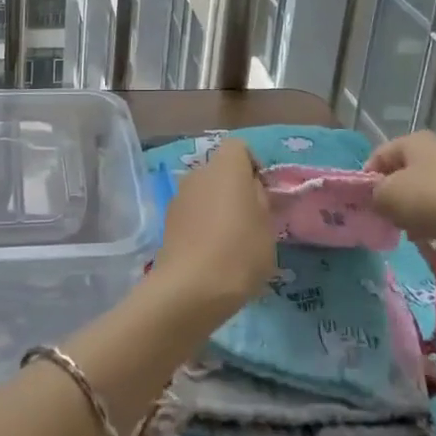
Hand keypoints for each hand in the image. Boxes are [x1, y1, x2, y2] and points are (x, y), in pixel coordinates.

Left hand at [152, 139, 274, 319]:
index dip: (252, 165)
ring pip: (205, 193)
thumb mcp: (267, 226)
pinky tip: (212, 254)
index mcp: (226, 166)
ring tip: (231, 242)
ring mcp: (179, 196)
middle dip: (235, 188)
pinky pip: (192, 213)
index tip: (263, 193)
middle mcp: (198, 173)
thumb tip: (251, 189)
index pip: (239, 147)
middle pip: (220, 170)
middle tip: (250, 220)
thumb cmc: (239, 251)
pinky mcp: (167, 222)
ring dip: (217, 207)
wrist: (190, 289)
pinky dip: (202, 225)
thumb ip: (261, 199)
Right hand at [368, 131, 435, 253]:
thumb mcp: (388, 197)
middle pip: (401, 173)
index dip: (366, 179)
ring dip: (411, 210)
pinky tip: (431, 237)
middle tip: (384, 219)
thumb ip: (373, 195)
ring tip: (407, 231)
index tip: (363, 205)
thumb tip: (377, 199)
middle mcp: (435, 150)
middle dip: (390, 196)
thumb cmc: (433, 201)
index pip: (377, 155)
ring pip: (422, 191)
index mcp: (413, 141)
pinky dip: (433, 219)